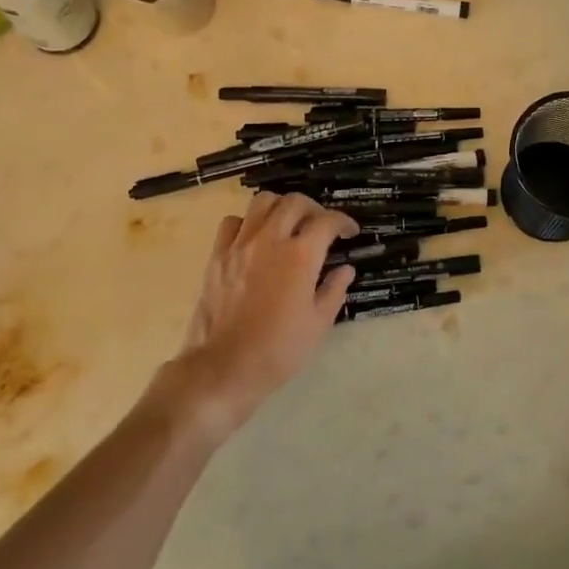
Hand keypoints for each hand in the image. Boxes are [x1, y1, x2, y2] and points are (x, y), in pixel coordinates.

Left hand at [171, 193, 358, 442]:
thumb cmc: (279, 350)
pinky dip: (247, 223)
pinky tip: (255, 239)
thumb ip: (334, 290)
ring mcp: (240, 245)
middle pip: (294, 202)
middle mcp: (270, 240)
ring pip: (261, 202)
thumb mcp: (319, 323)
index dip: (344, 222)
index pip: (327, 222)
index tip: (350, 232)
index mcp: (301, 256)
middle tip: (321, 226)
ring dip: (280, 207)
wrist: (226, 367)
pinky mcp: (217, 256)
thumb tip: (345, 270)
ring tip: (288, 224)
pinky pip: (232, 223)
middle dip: (314, 208)